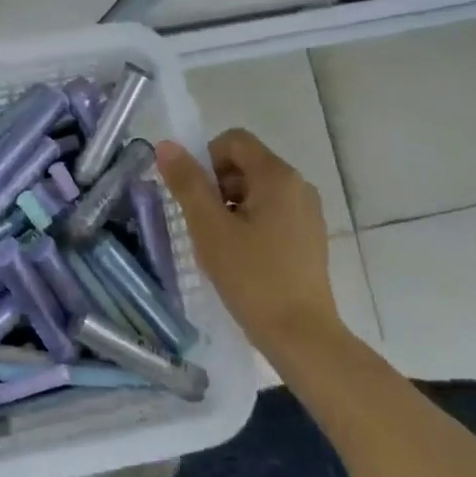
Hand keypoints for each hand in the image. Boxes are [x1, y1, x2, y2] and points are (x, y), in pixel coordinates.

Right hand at [156, 131, 351, 361]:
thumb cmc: (252, 277)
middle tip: (203, 224)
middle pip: (245, 163)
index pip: (234, 140)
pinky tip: (242, 257)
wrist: (301, 335)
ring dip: (230, 206)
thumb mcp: (209, 228)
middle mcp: (298, 185)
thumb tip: (166, 145)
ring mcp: (307, 212)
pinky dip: (250, 222)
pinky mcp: (309, 236)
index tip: (195, 196)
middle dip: (217, 185)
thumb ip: (187, 183)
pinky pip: (272, 212)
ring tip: (220, 244)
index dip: (206, 159)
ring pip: (257, 190)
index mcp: (277, 176)